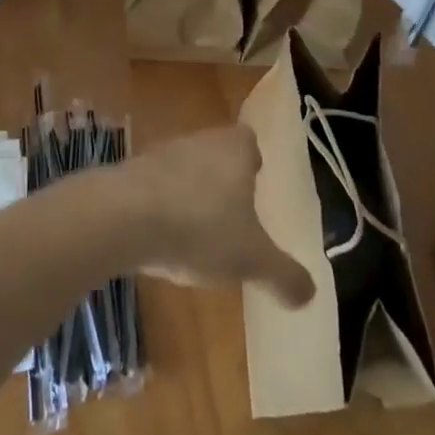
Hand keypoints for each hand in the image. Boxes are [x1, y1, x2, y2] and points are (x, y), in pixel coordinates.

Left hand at [115, 126, 315, 308]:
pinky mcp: (131, 173)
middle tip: (231, 216)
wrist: (124, 216)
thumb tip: (309, 293)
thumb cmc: (200, 227)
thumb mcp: (252, 259)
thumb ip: (283, 274)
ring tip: (196, 233)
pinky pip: (155, 187)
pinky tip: (161, 238)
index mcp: (235, 149)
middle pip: (217, 152)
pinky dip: (161, 207)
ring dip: (190, 193)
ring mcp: (162, 153)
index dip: (253, 160)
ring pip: (186, 168)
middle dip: (224, 180)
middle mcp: (200, 141)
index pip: (249, 141)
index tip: (256, 184)